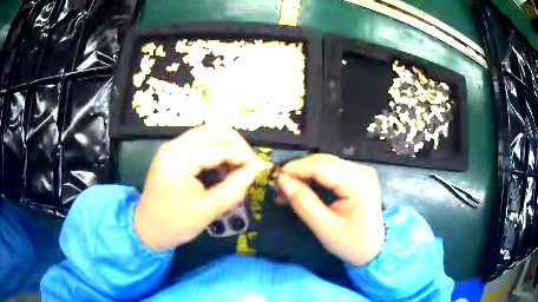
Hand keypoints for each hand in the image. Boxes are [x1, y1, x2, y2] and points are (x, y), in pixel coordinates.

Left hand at [134, 126, 264, 251]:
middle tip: (250, 165)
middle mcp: (173, 145)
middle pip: (214, 130)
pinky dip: (217, 151)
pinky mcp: (173, 153)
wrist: (147, 229)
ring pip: (208, 133)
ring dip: (228, 147)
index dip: (243, 156)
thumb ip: (234, 189)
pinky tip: (222, 169)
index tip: (261, 168)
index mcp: (178, 159)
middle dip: (237, 145)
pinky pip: (201, 143)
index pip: (218, 148)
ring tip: (237, 169)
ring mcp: (172, 147)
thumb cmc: (175, 224)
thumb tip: (254, 170)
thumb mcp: (207, 210)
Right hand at [277, 154, 383, 265]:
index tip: (274, 178)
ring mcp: (362, 172)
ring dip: (305, 174)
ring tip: (287, 189)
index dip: (295, 169)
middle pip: (323, 161)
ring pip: (326, 164)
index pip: (321, 166)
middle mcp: (362, 171)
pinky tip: (303, 187)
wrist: (374, 249)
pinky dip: (315, 177)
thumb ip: (303, 202)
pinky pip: (332, 171)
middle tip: (278, 186)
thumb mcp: (324, 227)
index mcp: (357, 183)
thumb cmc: (351, 243)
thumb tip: (281, 181)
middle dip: (298, 171)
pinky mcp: (358, 177)